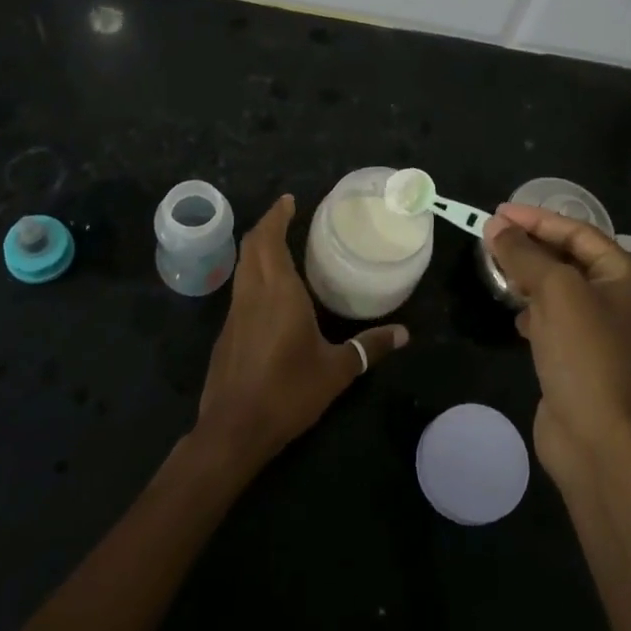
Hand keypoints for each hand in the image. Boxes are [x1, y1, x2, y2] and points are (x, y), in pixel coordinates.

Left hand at [194, 194, 408, 473]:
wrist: (234, 429)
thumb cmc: (288, 392)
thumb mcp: (337, 370)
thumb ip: (369, 348)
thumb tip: (404, 334)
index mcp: (278, 292)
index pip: (269, 239)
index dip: (277, 216)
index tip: (289, 200)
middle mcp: (252, 294)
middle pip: (251, 246)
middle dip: (266, 225)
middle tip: (286, 215)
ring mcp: (234, 313)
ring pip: (242, 267)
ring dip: (257, 249)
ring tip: (280, 245)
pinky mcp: (226, 333)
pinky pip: (240, 290)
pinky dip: (253, 275)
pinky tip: (270, 292)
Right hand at [482, 203, 630, 485]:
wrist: (597, 439)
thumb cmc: (584, 354)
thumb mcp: (555, 292)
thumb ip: (524, 254)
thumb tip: (495, 227)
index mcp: (629, 277)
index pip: (579, 232)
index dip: (537, 219)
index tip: (497, 212)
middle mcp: (621, 299)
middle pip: (570, 258)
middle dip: (531, 246)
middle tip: (491, 236)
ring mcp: (602, 331)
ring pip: (559, 289)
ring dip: (529, 277)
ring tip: (497, 269)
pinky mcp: (581, 357)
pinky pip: (554, 319)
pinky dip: (533, 311)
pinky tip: (516, 316)